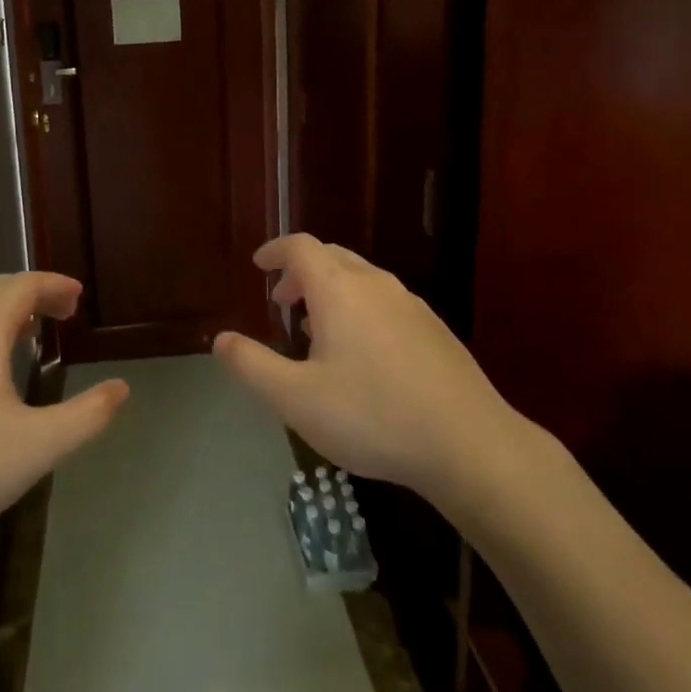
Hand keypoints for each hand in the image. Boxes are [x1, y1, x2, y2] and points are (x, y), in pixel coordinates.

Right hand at [213, 235, 531, 504]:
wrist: (470, 444)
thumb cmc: (372, 416)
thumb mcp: (296, 398)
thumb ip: (252, 365)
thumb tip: (221, 340)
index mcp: (340, 290)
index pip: (301, 247)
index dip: (275, 250)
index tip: (258, 264)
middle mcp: (376, 285)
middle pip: (332, 257)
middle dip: (301, 271)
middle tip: (281, 299)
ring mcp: (411, 305)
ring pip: (362, 279)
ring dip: (331, 291)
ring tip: (315, 327)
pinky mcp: (435, 330)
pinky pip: (385, 301)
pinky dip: (359, 308)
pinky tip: (362, 352)